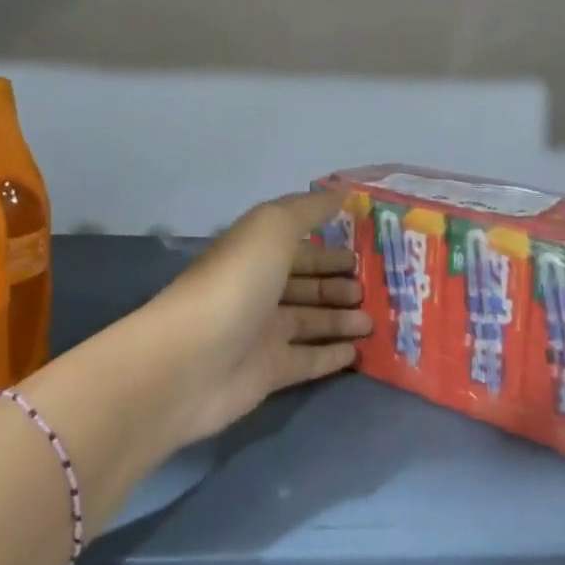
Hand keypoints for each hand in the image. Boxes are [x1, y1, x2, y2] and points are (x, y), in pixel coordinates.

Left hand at [139, 191, 370, 448]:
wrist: (189, 362)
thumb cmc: (235, 284)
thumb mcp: (272, 228)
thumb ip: (308, 209)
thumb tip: (341, 192)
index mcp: (255, 253)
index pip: (297, 246)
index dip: (328, 245)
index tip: (366, 248)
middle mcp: (257, 290)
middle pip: (305, 284)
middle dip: (337, 283)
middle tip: (375, 287)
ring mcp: (261, 333)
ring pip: (310, 321)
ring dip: (341, 318)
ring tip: (375, 319)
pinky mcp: (267, 373)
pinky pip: (307, 360)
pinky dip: (331, 355)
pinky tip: (358, 352)